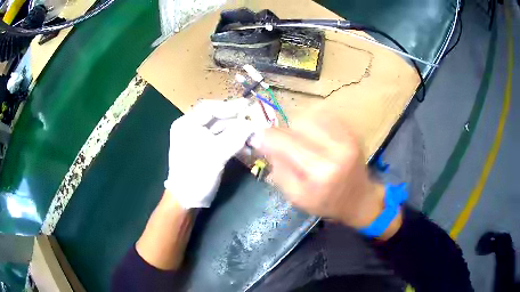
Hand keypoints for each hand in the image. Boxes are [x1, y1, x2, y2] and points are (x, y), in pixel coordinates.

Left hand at [164, 99, 258, 208]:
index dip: (230, 106)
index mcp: (186, 124)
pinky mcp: (206, 150)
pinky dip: (234, 142)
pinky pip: (222, 140)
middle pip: (217, 118)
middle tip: (255, 121)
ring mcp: (199, 139)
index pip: (209, 108)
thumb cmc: (196, 174)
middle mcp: (191, 128)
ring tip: (254, 135)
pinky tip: (247, 146)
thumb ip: (236, 136)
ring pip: (221, 129)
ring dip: (238, 132)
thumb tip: (253, 124)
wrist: (187, 199)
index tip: (248, 106)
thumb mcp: (216, 154)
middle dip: (237, 121)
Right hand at [255, 107, 385, 228]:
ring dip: (298, 126)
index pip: (285, 142)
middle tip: (285, 146)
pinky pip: (324, 114)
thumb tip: (265, 144)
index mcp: (320, 171)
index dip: (266, 137)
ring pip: (310, 115)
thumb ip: (279, 170)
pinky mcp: (351, 131)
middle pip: (297, 123)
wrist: (359, 198)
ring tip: (301, 141)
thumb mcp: (297, 197)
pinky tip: (314, 136)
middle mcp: (335, 149)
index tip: (258, 140)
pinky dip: (313, 122)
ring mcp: (347, 137)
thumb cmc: (327, 202)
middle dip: (284, 133)